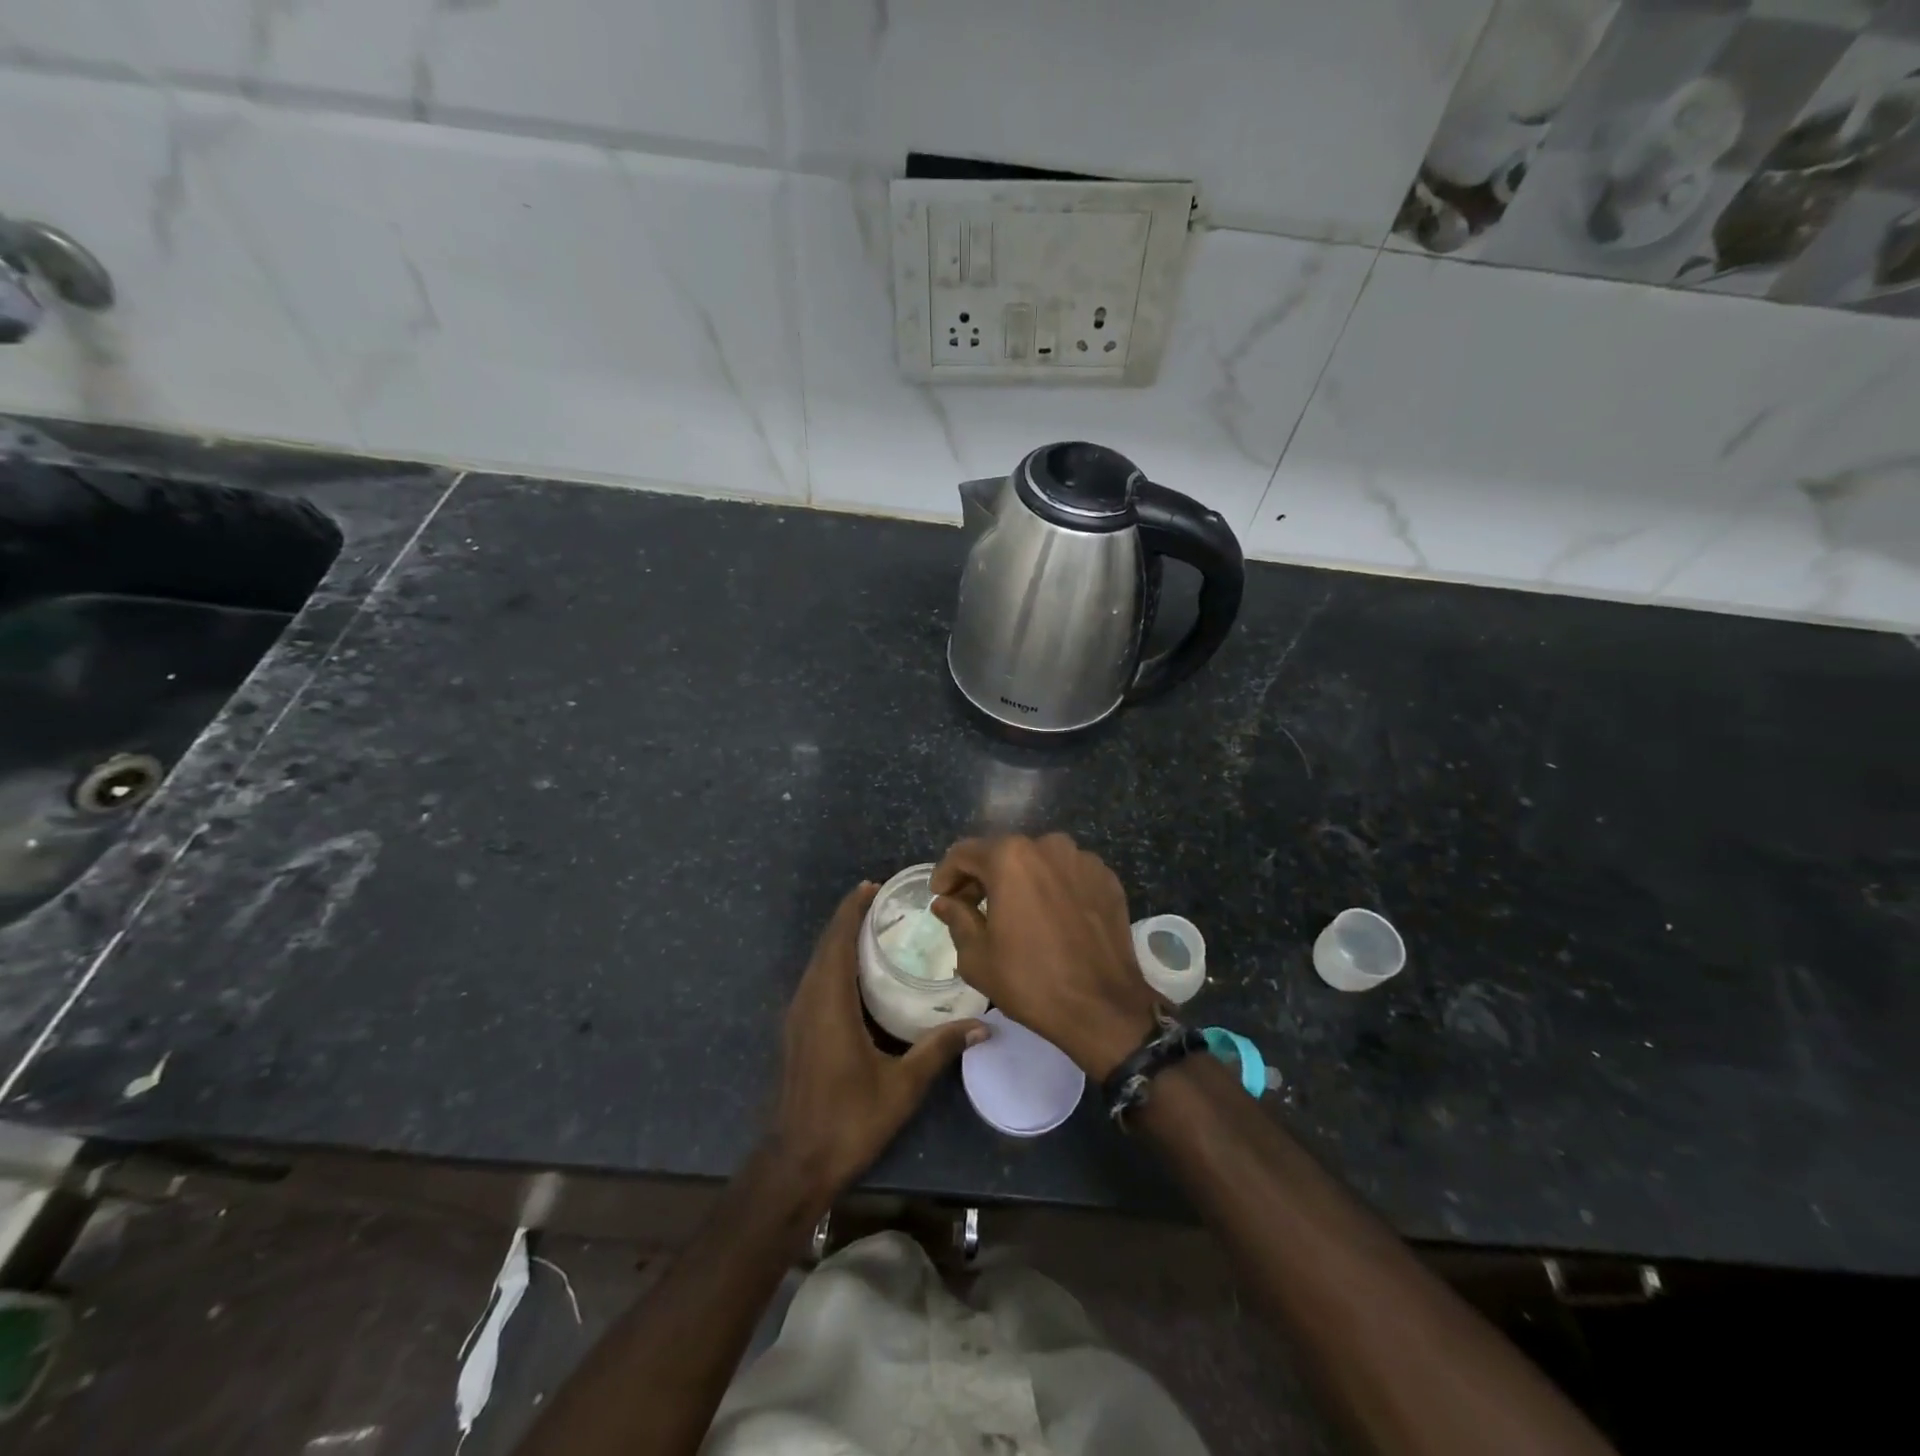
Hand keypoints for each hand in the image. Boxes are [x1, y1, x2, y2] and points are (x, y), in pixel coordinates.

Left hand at [767, 882, 985, 1206]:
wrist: (797, 1163)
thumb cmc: (849, 1120)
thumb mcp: (901, 1085)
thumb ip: (939, 1049)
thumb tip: (983, 1026)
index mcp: (829, 1003)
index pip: (837, 941)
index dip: (851, 910)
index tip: (872, 886)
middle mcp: (808, 1001)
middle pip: (825, 946)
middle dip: (849, 918)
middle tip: (883, 901)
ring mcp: (798, 1017)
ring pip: (818, 963)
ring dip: (839, 940)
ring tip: (873, 927)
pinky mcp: (797, 1031)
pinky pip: (815, 981)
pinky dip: (834, 962)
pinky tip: (857, 972)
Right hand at [930, 834, 1158, 1079]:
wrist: (1103, 1007)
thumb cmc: (1030, 980)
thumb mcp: (977, 956)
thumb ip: (957, 918)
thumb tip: (945, 902)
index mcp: (1010, 857)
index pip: (964, 853)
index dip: (946, 874)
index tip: (940, 895)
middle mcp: (1048, 845)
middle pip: (1003, 853)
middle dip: (982, 877)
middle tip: (970, 907)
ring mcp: (1083, 860)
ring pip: (1038, 862)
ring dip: (1020, 880)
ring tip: (1013, 912)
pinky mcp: (1107, 879)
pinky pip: (1068, 875)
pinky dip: (1052, 888)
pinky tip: (1049, 917)